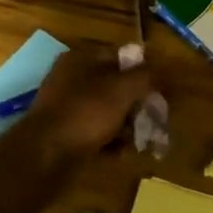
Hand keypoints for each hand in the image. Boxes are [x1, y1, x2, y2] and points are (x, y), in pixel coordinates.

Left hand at [21, 47, 153, 158]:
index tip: (164, 89)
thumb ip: (147, 76)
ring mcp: (68, 108)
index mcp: (81, 58)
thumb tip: (167, 68)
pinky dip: (112, 141)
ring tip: (142, 139)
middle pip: (117, 86)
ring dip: (128, 125)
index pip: (122, 56)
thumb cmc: (85, 113)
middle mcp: (73, 79)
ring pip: (109, 111)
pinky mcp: (67, 134)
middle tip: (156, 119)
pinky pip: (98, 133)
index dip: (146, 70)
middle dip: (139, 103)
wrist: (45, 156)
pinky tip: (122, 152)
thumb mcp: (122, 89)